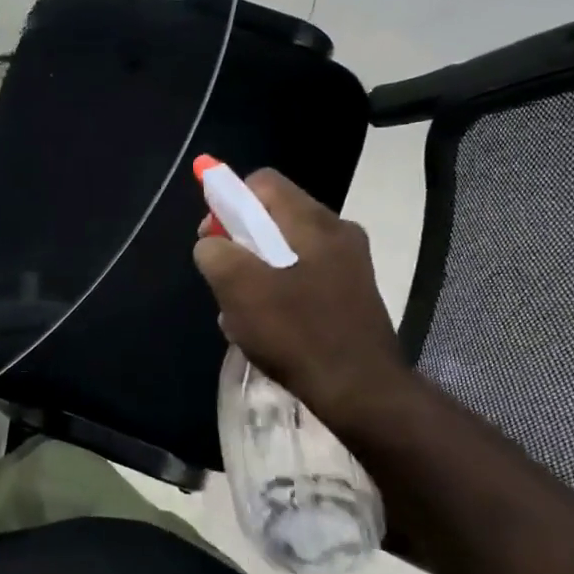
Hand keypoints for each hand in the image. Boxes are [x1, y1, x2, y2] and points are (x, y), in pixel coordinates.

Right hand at [192, 169, 418, 432]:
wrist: (361, 391)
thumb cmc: (296, 331)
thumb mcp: (238, 287)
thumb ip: (214, 252)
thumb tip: (213, 244)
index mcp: (312, 221)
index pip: (261, 182)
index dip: (227, 200)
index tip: (213, 237)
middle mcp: (337, 231)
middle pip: (272, 215)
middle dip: (239, 241)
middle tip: (224, 277)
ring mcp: (350, 263)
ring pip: (285, 248)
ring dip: (256, 270)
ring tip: (243, 310)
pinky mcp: (353, 292)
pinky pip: (303, 273)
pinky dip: (279, 288)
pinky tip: (268, 324)